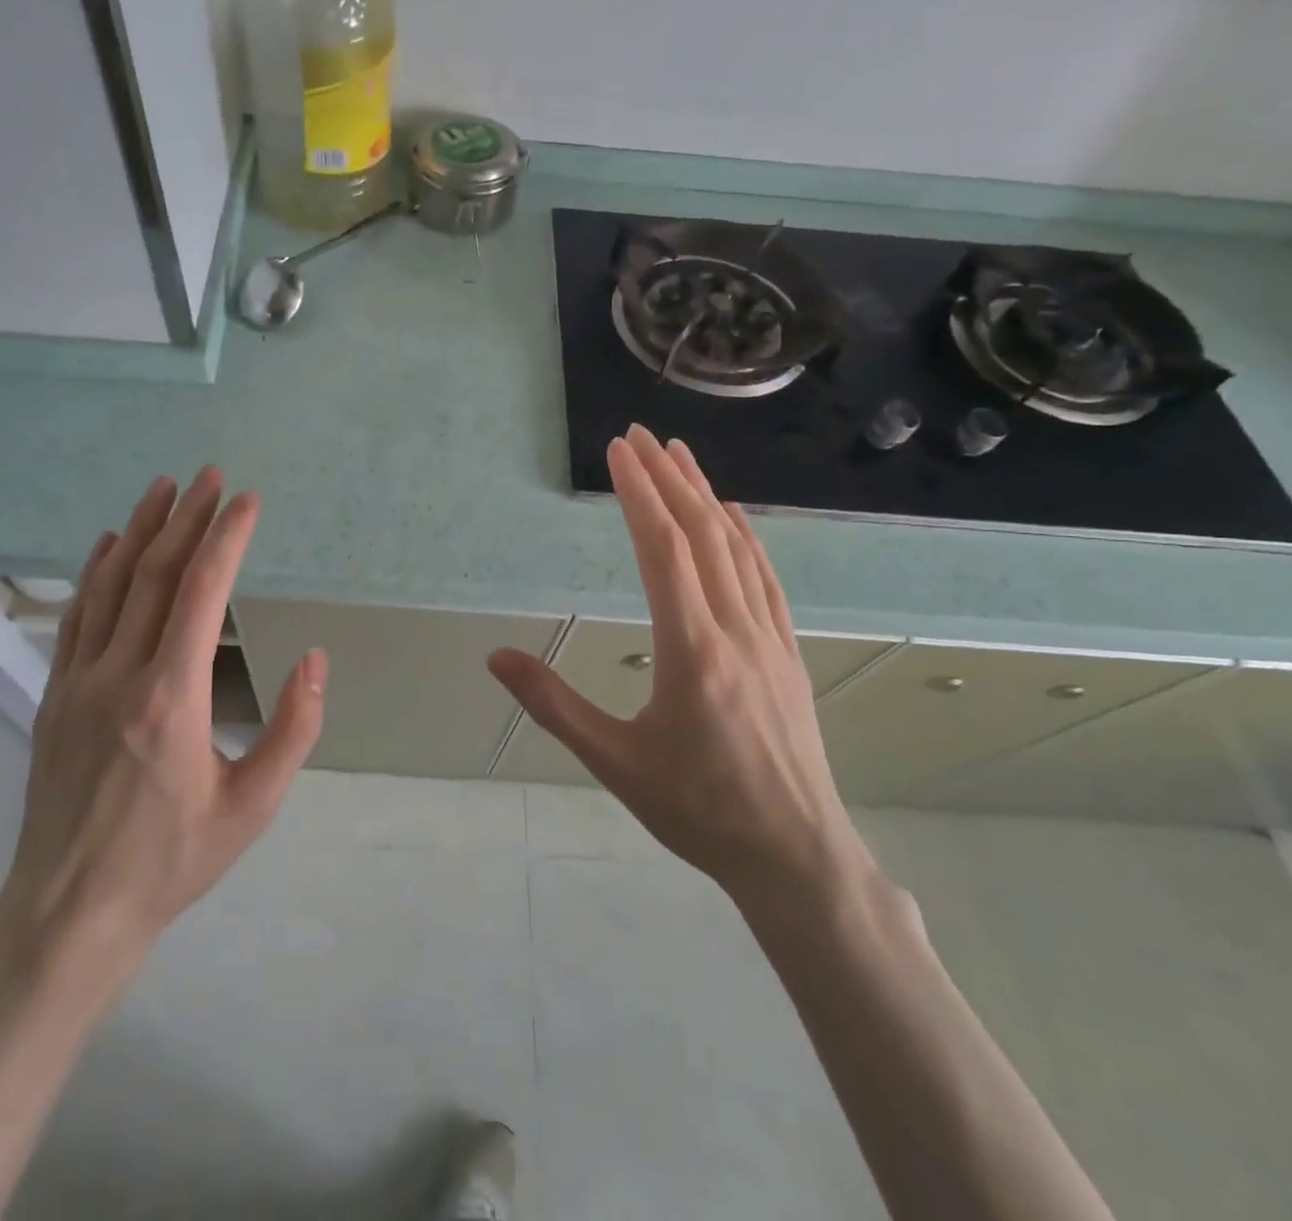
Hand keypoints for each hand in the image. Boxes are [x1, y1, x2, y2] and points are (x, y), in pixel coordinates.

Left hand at [0, 469, 326, 983]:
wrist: (68, 914)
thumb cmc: (172, 861)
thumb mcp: (253, 806)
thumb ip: (293, 730)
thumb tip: (316, 660)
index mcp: (171, 696)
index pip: (201, 592)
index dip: (226, 538)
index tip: (247, 500)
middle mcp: (119, 674)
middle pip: (154, 575)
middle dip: (186, 518)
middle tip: (209, 475)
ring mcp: (78, 682)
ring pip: (109, 586)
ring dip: (138, 531)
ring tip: (161, 489)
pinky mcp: (55, 696)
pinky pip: (76, 617)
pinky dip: (94, 572)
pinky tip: (106, 545)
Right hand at [489, 426, 872, 911]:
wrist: (795, 856)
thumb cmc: (697, 810)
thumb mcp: (613, 762)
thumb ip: (553, 704)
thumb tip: (496, 658)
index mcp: (691, 650)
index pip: (663, 550)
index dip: (639, 494)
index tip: (618, 451)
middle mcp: (735, 629)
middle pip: (701, 535)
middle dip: (668, 478)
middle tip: (640, 435)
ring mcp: (770, 638)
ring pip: (736, 549)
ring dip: (706, 497)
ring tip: (681, 456)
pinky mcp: (788, 652)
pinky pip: (766, 578)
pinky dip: (745, 537)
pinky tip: (734, 518)